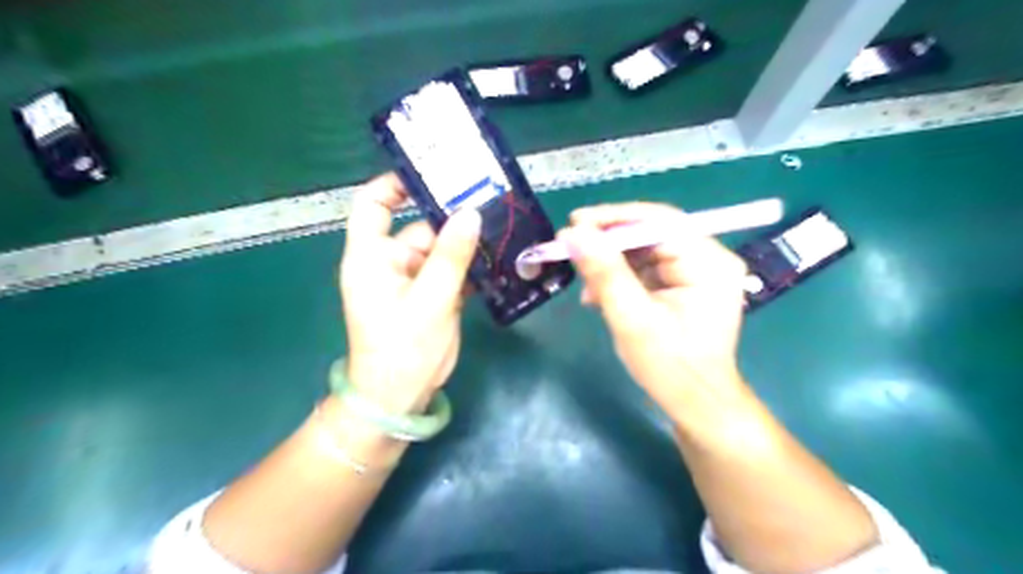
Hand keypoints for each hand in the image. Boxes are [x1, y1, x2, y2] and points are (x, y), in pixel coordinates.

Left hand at [336, 173, 478, 414]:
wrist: (401, 397)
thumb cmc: (402, 348)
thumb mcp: (429, 300)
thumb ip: (450, 256)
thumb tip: (470, 213)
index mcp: (372, 257)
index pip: (373, 205)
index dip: (395, 185)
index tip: (430, 174)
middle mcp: (392, 262)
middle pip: (421, 227)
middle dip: (453, 219)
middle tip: (491, 204)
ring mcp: (414, 280)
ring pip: (443, 250)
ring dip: (468, 244)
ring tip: (503, 230)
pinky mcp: (433, 296)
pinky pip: (453, 271)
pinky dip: (471, 267)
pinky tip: (498, 261)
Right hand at [563, 202, 748, 416]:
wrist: (696, 405)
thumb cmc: (670, 368)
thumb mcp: (632, 319)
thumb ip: (605, 273)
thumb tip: (574, 233)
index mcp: (709, 263)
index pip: (660, 222)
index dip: (614, 219)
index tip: (574, 223)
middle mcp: (709, 258)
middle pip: (652, 233)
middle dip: (609, 244)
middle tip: (570, 248)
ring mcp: (698, 271)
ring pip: (645, 250)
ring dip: (611, 264)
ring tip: (585, 286)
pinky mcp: (685, 283)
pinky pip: (647, 267)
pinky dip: (620, 278)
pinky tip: (599, 296)